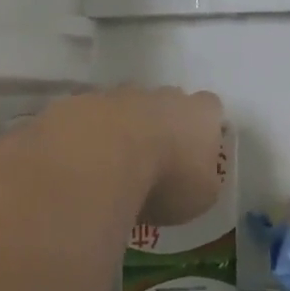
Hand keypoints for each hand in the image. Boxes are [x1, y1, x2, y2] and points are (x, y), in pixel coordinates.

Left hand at [41, 87, 225, 226]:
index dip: (203, 128)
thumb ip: (203, 178)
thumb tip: (197, 176)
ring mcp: (117, 95)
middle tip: (152, 160)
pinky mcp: (79, 103)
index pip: (210, 108)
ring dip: (120, 129)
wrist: (101, 159)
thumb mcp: (201, 195)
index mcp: (198, 113)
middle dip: (160, 124)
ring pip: (123, 107)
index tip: (194, 152)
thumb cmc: (166, 179)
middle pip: (165, 102)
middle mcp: (161, 95)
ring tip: (111, 165)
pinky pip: (87, 118)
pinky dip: (86, 136)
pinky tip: (81, 163)